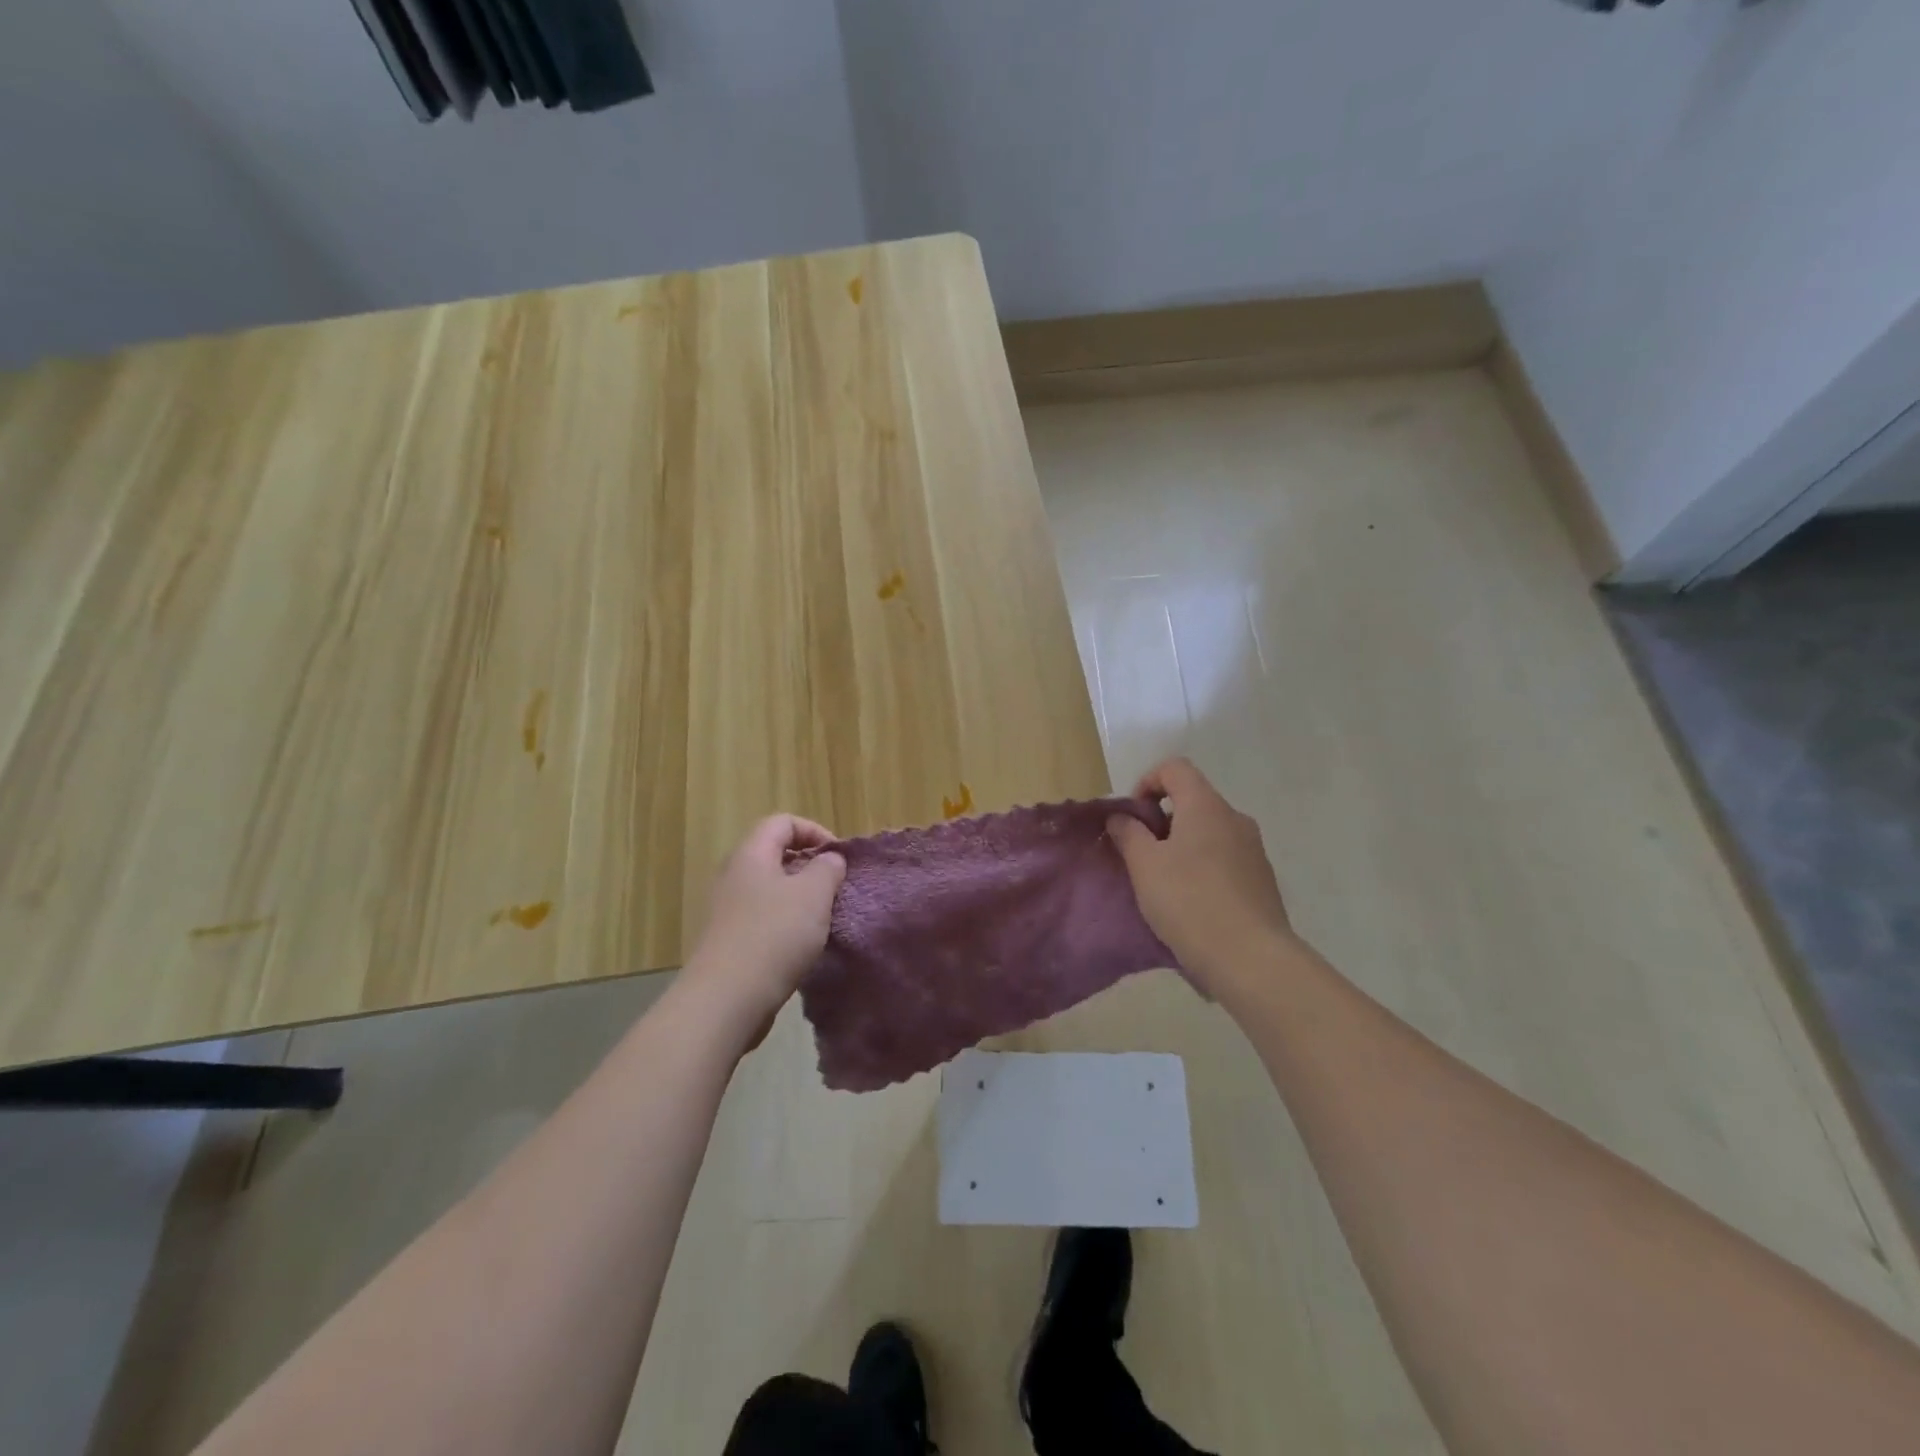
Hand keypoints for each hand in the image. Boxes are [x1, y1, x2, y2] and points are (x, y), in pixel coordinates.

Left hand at [684, 815, 845, 1035]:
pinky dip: (785, 923)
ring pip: (769, 888)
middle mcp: (734, 875)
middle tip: (833, 886)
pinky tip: (801, 945)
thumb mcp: (814, 894)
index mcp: (752, 854)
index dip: (814, 831)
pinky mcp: (728, 940)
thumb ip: (827, 868)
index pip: (782, 822)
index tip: (838, 857)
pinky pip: (762, 917)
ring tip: (822, 917)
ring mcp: (727, 909)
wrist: (727, 998)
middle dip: (808, 865)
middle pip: (773, 854)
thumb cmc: (774, 934)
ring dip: (798, 897)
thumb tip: (829, 859)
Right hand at [1107, 758, 1293, 994]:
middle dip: (1162, 820)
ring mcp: (1254, 850)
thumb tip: (1122, 817)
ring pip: (1209, 833)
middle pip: (1193, 801)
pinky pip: (1224, 859)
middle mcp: (1235, 819)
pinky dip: (1202, 868)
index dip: (1147, 782)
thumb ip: (1128, 833)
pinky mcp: (1262, 881)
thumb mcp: (1144, 866)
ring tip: (1163, 883)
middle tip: (1140, 855)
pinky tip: (1191, 904)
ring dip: (1182, 846)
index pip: (1175, 768)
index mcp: (1206, 806)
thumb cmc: (1189, 901)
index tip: (1132, 817)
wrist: (1250, 959)